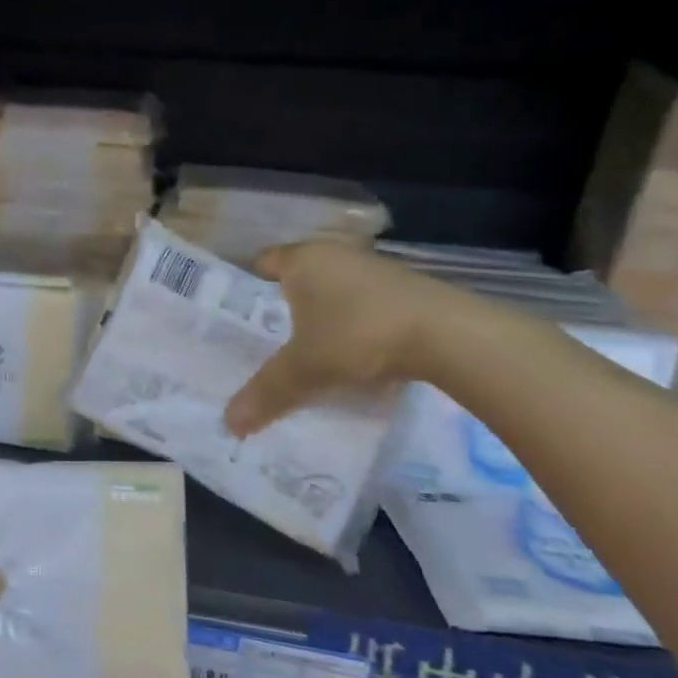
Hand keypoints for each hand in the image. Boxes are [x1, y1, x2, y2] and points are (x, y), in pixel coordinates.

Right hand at [224, 240, 469, 437]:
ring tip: (312, 353)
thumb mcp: (306, 369)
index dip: (249, 286)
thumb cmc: (358, 335)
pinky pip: (365, 303)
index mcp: (303, 259)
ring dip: (324, 315)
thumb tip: (229, 423)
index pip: (264, 262)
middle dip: (285, 306)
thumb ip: (266, 393)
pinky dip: (355, 323)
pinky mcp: (405, 288)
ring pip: (334, 290)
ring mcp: (374, 268)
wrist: (448, 335)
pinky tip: (357, 355)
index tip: (240, 317)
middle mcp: (335, 254)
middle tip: (269, 341)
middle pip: (299, 276)